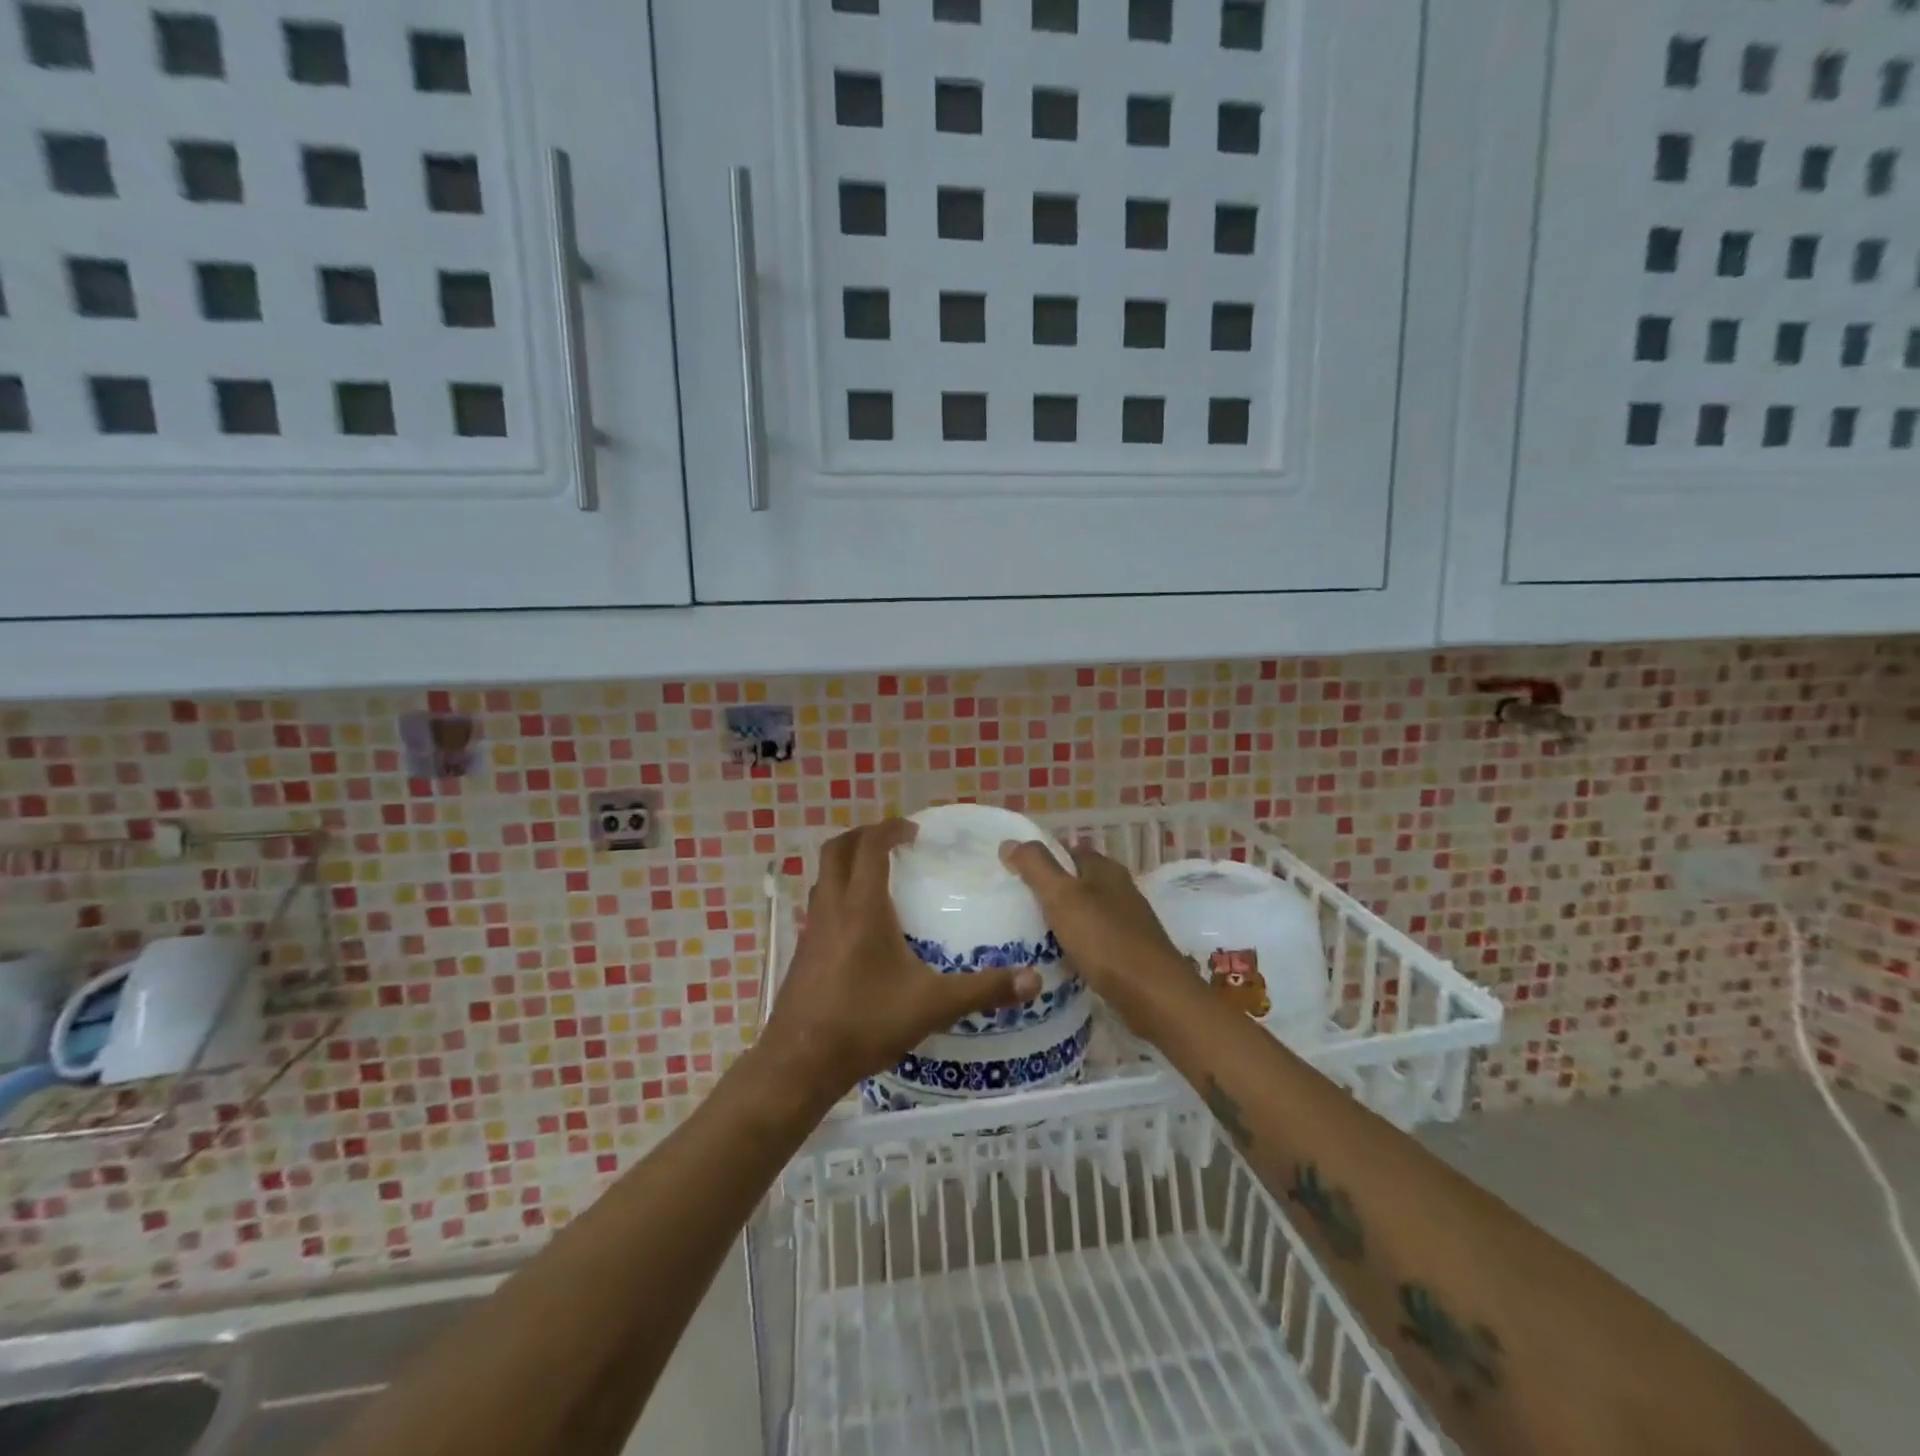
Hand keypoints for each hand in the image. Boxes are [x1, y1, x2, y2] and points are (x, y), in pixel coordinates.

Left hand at [757, 820, 1043, 1101]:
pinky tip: (861, 925)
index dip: (890, 829)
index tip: (914, 830)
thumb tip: (1034, 980)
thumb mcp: (933, 1006)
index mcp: (862, 908)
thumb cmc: (865, 1023)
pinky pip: (819, 903)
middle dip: (864, 836)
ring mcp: (812, 929)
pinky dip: (839, 893)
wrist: (800, 1063)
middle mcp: (832, 908)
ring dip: (847, 863)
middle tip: (894, 843)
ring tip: (879, 876)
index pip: (870, 847)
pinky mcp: (803, 951)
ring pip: (824, 876)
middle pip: (837, 850)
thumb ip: (984, 989)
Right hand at [998, 839, 1198, 1035]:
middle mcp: (1119, 889)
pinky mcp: (1129, 952)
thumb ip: (1035, 866)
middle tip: (1015, 906)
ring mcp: (1127, 922)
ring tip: (1028, 934)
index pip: (1068, 850)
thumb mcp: (1062, 896)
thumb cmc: (1105, 939)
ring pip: (1085, 912)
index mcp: (1105, 868)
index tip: (1012, 874)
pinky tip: (1058, 960)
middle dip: (1049, 891)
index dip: (1041, 858)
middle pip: (1076, 881)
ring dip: (1061, 920)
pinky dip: (1075, 945)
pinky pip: (1093, 940)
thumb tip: (1009, 842)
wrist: (1154, 995)